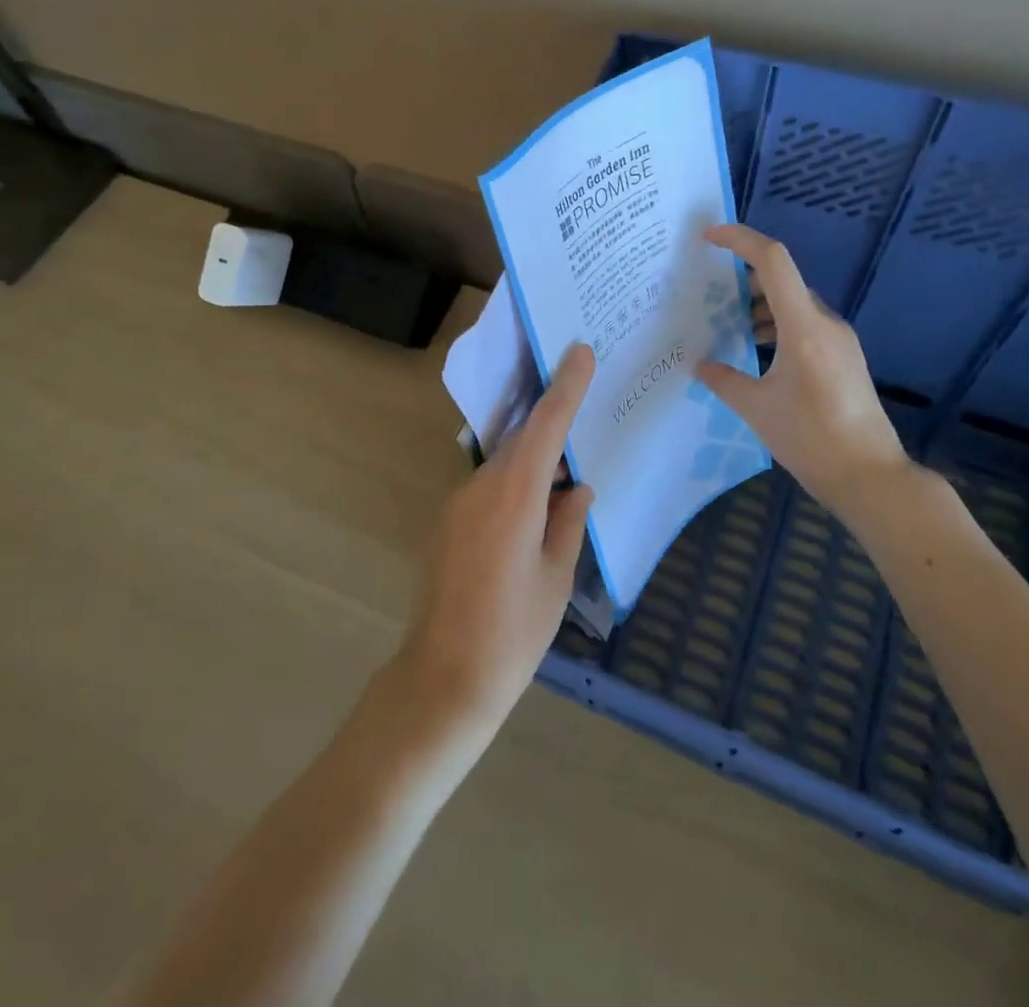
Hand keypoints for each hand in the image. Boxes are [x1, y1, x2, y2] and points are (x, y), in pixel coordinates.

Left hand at [397, 343, 596, 741]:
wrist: (444, 678)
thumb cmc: (513, 632)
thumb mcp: (556, 579)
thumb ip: (568, 523)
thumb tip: (577, 488)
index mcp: (514, 497)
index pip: (544, 427)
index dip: (564, 387)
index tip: (579, 350)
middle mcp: (480, 488)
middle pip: (521, 441)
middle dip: (551, 424)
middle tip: (584, 411)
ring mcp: (457, 504)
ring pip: (504, 466)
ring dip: (534, 462)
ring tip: (567, 475)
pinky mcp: (447, 523)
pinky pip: (488, 489)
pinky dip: (515, 487)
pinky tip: (535, 513)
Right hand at [696, 224, 905, 496]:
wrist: (870, 476)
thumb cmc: (810, 438)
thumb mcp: (756, 408)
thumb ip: (723, 380)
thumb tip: (700, 364)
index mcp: (803, 327)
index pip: (773, 261)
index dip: (740, 240)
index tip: (708, 237)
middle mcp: (825, 323)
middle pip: (783, 280)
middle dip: (744, 278)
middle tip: (710, 293)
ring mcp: (840, 340)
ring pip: (795, 304)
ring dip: (762, 305)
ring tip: (730, 325)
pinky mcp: (845, 358)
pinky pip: (807, 325)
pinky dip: (779, 325)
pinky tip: (760, 351)